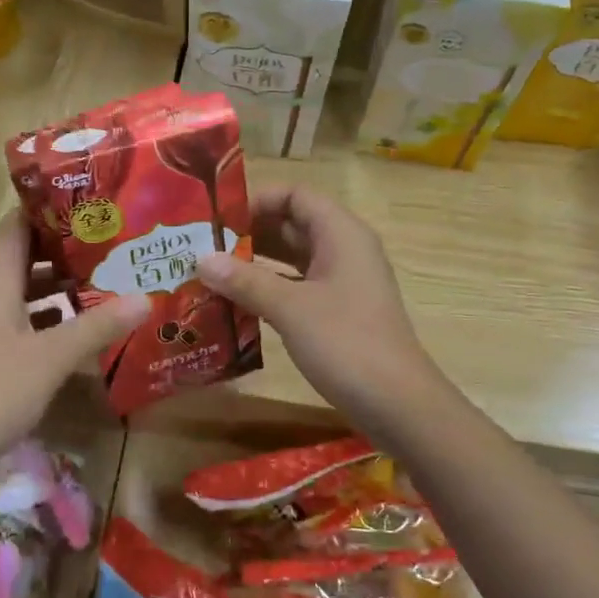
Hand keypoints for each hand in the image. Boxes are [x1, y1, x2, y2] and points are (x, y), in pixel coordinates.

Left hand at [0, 214, 147, 479]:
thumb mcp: (51, 359)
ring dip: (54, 286)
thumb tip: (146, 297)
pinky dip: (39, 316)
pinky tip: (69, 332)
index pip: (18, 224)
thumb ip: (98, 326)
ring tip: (100, 284)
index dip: (51, 209)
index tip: (92, 205)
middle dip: (64, 250)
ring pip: (16, 290)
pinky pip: (8, 317)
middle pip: (20, 255)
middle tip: (110, 246)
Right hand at [196, 185, 443, 428]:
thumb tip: (201, 259)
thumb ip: (245, 281)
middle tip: (203, 246)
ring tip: (211, 272)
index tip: (218, 218)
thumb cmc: (345, 342)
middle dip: (249, 233)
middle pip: (292, 224)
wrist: (396, 402)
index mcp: (341, 233)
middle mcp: (344, 249)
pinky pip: (299, 286)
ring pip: (294, 258)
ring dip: (256, 262)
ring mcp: (344, 281)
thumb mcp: (290, 308)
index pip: (295, 195)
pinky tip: (237, 302)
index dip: (257, 200)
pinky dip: (270, 288)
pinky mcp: (339, 310)